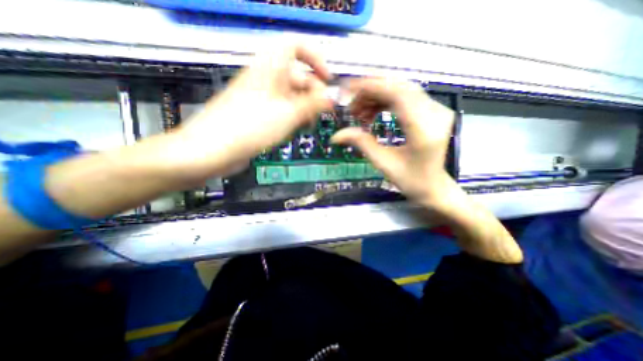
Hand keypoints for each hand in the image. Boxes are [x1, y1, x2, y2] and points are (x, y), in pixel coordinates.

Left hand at [164, 45, 333, 183]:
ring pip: (291, 95)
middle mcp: (266, 79)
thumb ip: (313, 103)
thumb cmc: (250, 127)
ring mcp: (262, 97)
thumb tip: (332, 96)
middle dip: (313, 92)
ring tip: (309, 124)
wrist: (214, 150)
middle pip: (297, 75)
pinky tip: (297, 129)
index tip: (328, 79)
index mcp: (270, 68)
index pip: (295, 46)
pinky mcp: (260, 114)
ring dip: (305, 107)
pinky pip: (283, 109)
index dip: (315, 58)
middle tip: (322, 112)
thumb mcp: (287, 114)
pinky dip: (293, 116)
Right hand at [332, 80, 455, 216]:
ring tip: (359, 113)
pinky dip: (385, 101)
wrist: (434, 186)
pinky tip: (372, 113)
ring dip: (376, 97)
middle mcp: (434, 113)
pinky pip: (405, 97)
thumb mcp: (383, 164)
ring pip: (401, 90)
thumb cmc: (411, 180)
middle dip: (370, 92)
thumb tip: (336, 136)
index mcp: (423, 130)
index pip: (396, 94)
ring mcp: (436, 110)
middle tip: (351, 107)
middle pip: (398, 87)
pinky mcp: (432, 111)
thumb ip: (362, 144)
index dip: (370, 87)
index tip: (347, 90)